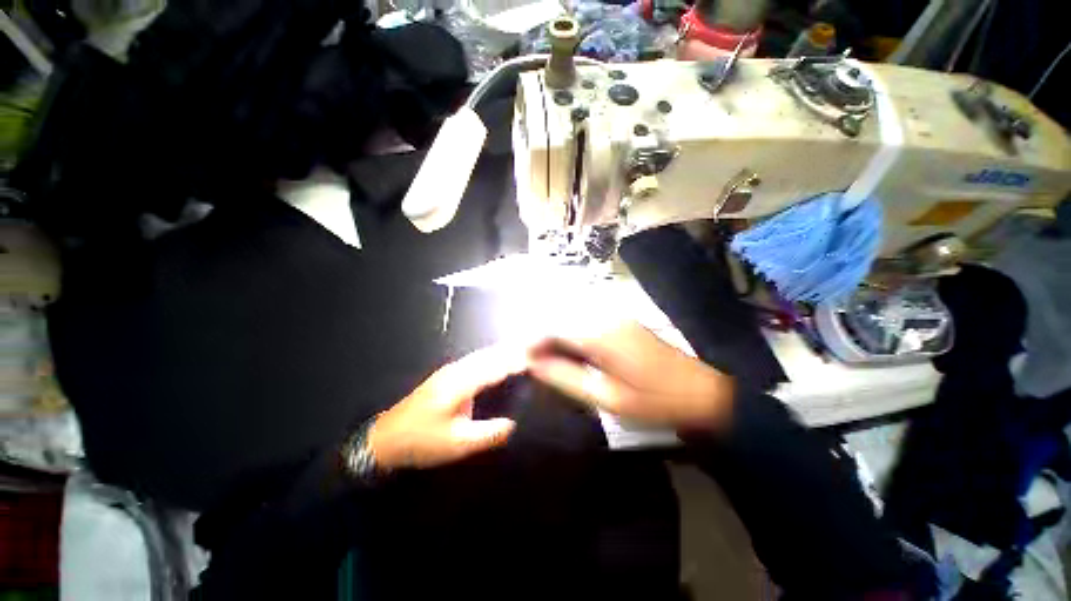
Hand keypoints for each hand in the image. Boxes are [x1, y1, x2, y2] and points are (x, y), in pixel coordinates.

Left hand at [368, 346, 526, 469]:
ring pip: (481, 355)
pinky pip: (475, 360)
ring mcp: (450, 371)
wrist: (384, 439)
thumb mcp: (457, 444)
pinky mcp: (446, 375)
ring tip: (521, 349)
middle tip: (534, 347)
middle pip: (489, 355)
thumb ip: (488, 433)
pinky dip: (491, 356)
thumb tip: (514, 424)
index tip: (537, 358)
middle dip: (512, 350)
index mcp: (460, 384)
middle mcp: (456, 370)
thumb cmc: (421, 441)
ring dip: (501, 350)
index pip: (495, 367)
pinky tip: (497, 359)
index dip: (516, 362)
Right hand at [527, 321, 734, 430]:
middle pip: (561, 319)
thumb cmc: (655, 401)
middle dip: (543, 338)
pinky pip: (588, 323)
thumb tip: (535, 365)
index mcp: (600, 336)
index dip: (533, 341)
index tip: (523, 359)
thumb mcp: (609, 398)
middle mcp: (605, 318)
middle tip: (535, 363)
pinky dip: (574, 337)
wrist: (704, 392)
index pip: (554, 328)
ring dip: (558, 337)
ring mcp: (616, 318)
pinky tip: (574, 354)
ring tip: (550, 361)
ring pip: (573, 320)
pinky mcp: (623, 322)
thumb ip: (568, 378)